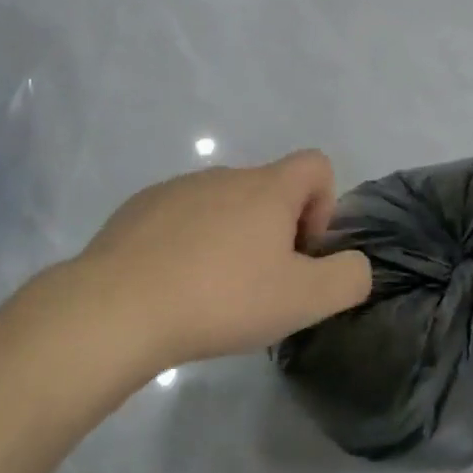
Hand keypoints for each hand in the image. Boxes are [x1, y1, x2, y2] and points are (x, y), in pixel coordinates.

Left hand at [71, 150, 372, 369]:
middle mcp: (225, 175)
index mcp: (267, 188)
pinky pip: (182, 216)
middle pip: (269, 189)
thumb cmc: (222, 298)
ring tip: (212, 291)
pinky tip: (172, 285)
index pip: (316, 164)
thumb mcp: (304, 300)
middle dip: (276, 231)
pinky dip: (189, 242)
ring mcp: (179, 188)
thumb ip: (348, 278)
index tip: (301, 252)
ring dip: (232, 237)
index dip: (323, 206)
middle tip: (259, 285)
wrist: (118, 307)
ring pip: (224, 204)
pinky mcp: (140, 208)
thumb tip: (354, 264)